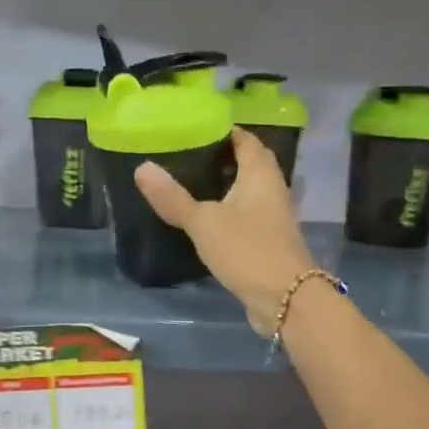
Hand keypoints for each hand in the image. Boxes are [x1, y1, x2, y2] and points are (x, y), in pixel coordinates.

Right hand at [135, 128, 317, 334]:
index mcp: (260, 174)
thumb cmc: (247, 250)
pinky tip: (204, 221)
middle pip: (249, 164)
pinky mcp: (268, 241)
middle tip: (186, 157)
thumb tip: (142, 168)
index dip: (224, 131)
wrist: (286, 299)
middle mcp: (272, 189)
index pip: (245, 140)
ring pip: (247, 192)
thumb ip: (173, 197)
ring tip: (189, 185)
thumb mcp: (203, 222)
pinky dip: (227, 212)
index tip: (194, 129)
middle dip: (222, 158)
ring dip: (224, 187)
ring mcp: (273, 217)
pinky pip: (246, 217)